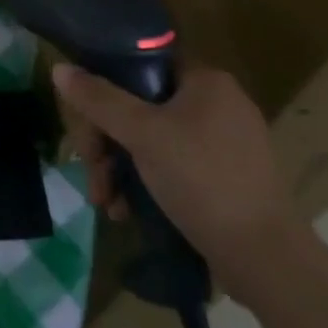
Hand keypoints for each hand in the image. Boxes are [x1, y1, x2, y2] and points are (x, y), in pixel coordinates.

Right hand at [52, 60, 304, 302]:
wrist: (267, 260)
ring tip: (106, 202)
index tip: (85, 126)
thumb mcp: (142, 135)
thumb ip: (99, 99)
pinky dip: (147, 184)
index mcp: (205, 81)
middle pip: (140, 108)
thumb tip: (60, 68)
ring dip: (120, 168)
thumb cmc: (202, 181)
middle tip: (93, 175)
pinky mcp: (227, 178)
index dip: (103, 91)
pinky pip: (173, 165)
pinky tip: (128, 211)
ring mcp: (225, 143)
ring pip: (152, 140)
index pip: (139, 67)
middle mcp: (218, 104)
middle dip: (107, 143)